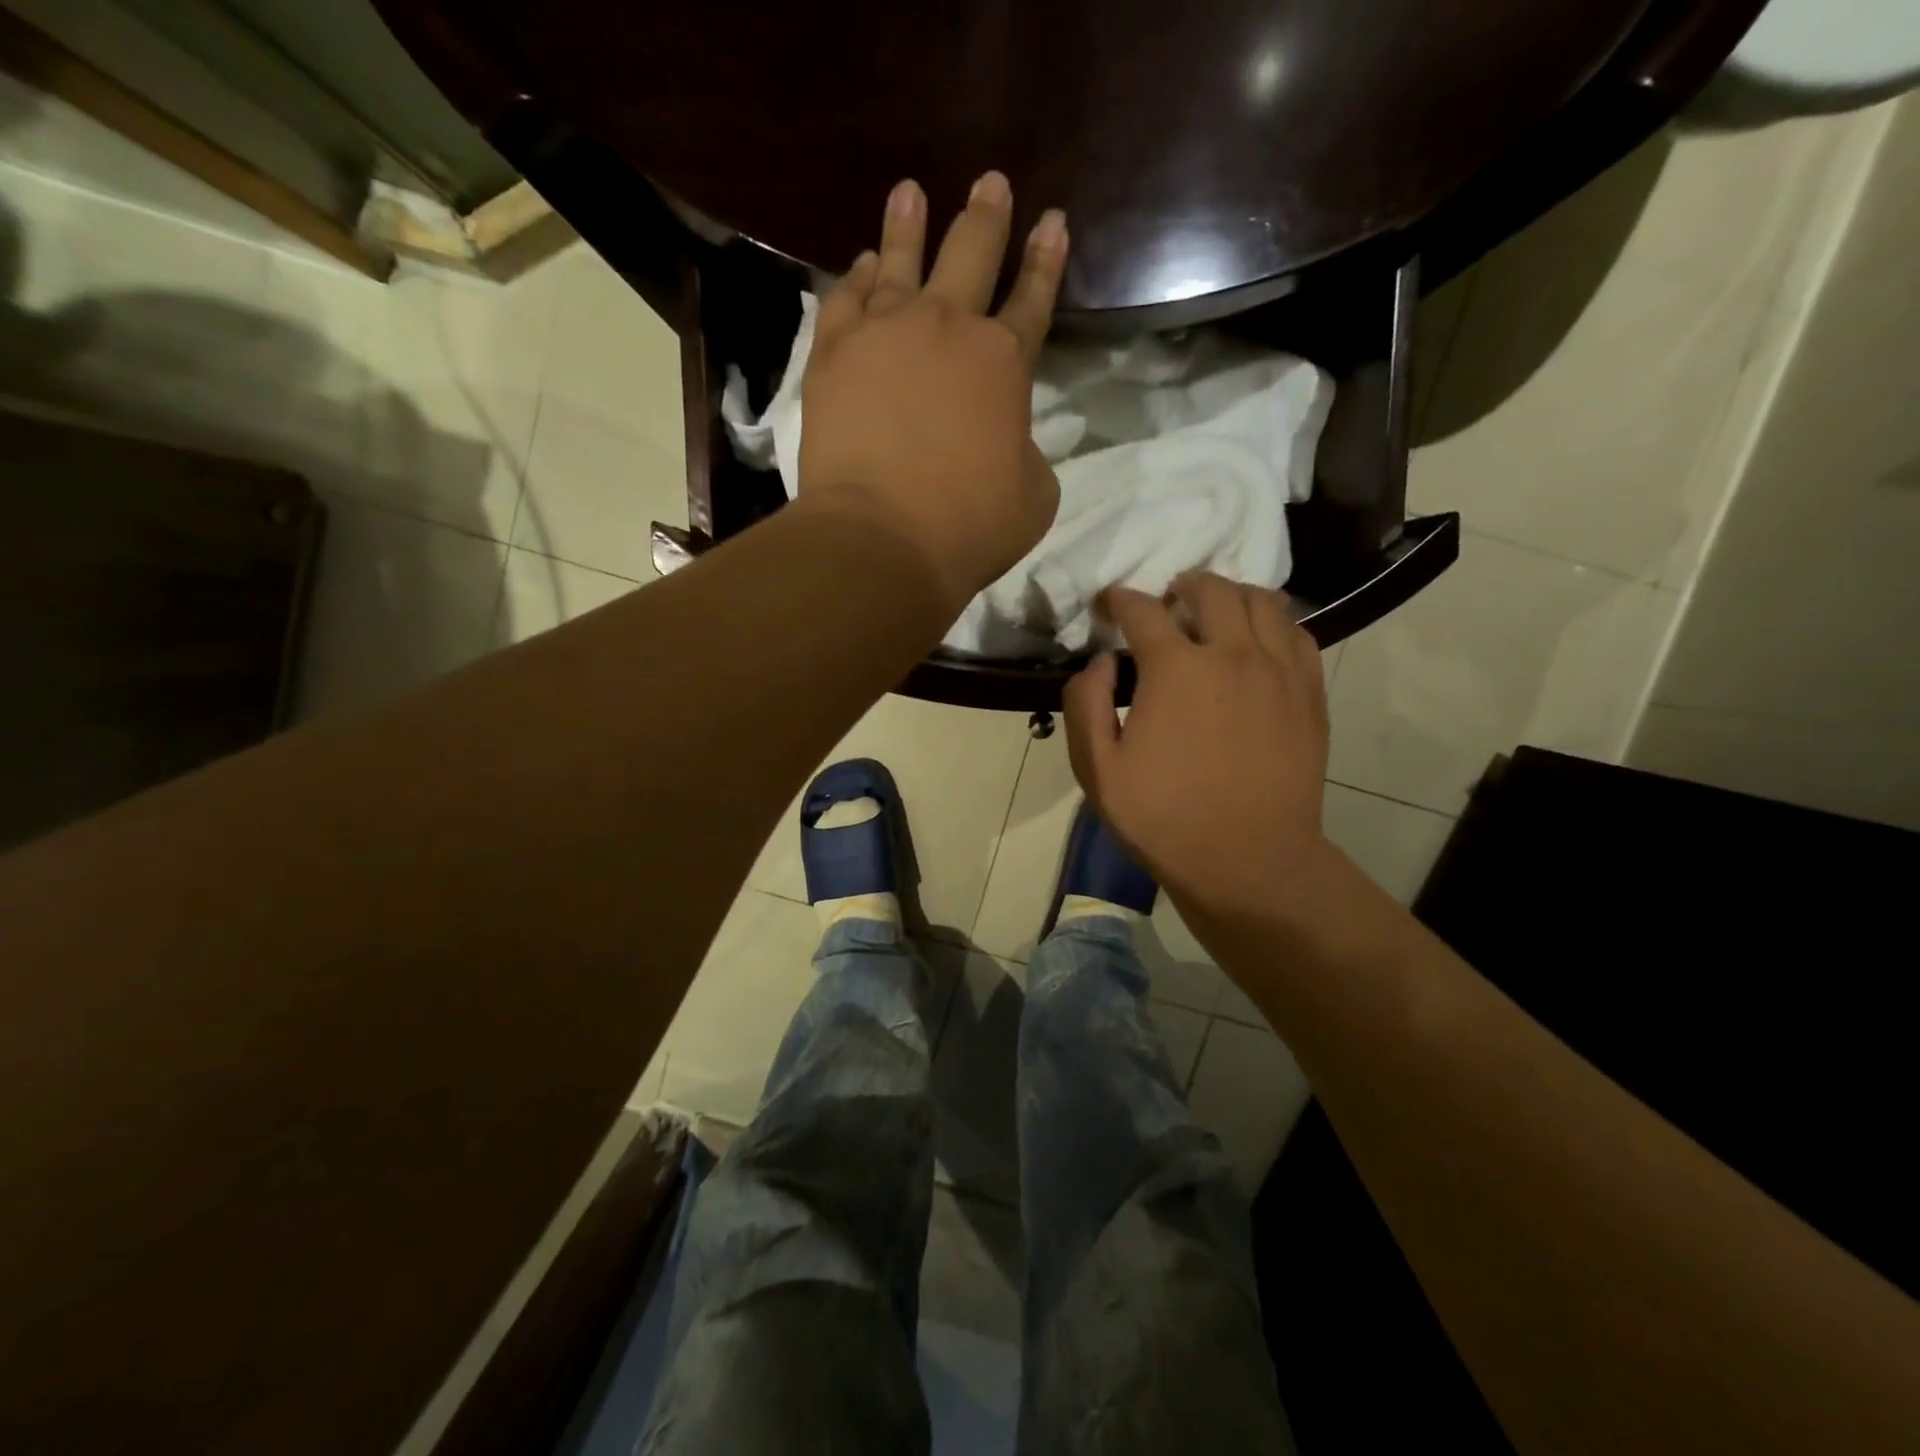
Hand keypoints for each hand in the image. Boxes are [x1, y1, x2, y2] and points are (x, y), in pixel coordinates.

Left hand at [798, 172, 1067, 613]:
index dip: (1046, 262)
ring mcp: (885, 334)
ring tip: (910, 192)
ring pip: (900, 259)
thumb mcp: (1033, 497)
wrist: (882, 539)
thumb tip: (1008, 441)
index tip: (1053, 222)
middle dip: (987, 216)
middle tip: (990, 183)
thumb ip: (1026, 454)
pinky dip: (855, 277)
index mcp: (1005, 363)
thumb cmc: (968, 526)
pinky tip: (860, 264)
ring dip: (910, 224)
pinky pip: (846, 298)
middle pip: (972, 254)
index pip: (1033, 300)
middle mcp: (948, 329)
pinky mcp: (833, 355)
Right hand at [1064, 574, 1332, 920]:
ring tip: (1216, 612)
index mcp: (1176, 668)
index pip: (1142, 610)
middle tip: (1167, 601)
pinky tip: (1259, 642)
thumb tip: (1100, 661)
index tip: (1108, 603)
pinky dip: (1274, 623)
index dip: (1118, 599)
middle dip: (1182, 585)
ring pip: (1263, 601)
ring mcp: (1279, 670)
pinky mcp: (1309, 693)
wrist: (1249, 862)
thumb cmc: (1164, 818)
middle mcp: (1233, 653)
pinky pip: (1298, 634)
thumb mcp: (1097, 771)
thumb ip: (1085, 705)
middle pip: (1211, 589)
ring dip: (1232, 595)